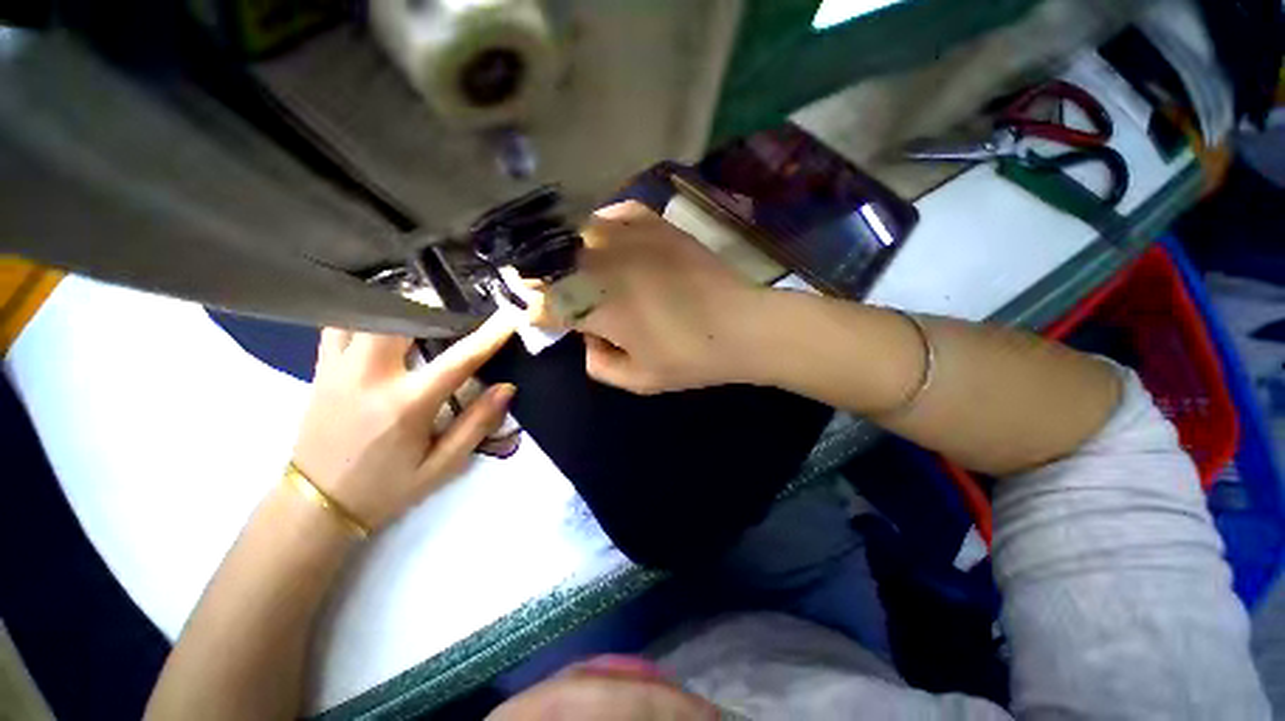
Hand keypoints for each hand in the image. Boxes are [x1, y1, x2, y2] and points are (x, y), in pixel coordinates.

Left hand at [291, 314, 515, 531]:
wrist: (316, 505)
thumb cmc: (386, 488)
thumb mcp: (442, 466)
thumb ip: (476, 424)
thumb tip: (506, 388)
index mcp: (406, 405)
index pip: (458, 359)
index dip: (489, 336)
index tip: (510, 316)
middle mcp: (370, 377)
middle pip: (401, 317)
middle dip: (433, 304)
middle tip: (456, 308)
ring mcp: (339, 369)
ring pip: (366, 313)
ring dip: (398, 305)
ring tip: (422, 310)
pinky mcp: (321, 369)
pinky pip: (339, 324)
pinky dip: (365, 315)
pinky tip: (383, 322)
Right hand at [561, 201, 771, 393]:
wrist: (742, 325)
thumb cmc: (689, 357)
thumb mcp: (638, 380)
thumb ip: (598, 364)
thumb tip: (589, 338)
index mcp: (596, 305)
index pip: (544, 304)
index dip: (539, 315)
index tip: (545, 321)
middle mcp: (603, 262)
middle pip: (550, 263)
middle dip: (545, 281)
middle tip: (557, 295)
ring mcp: (629, 235)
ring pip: (575, 234)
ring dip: (570, 254)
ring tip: (581, 269)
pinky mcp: (654, 222)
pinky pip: (612, 214)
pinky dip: (604, 228)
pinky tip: (613, 244)